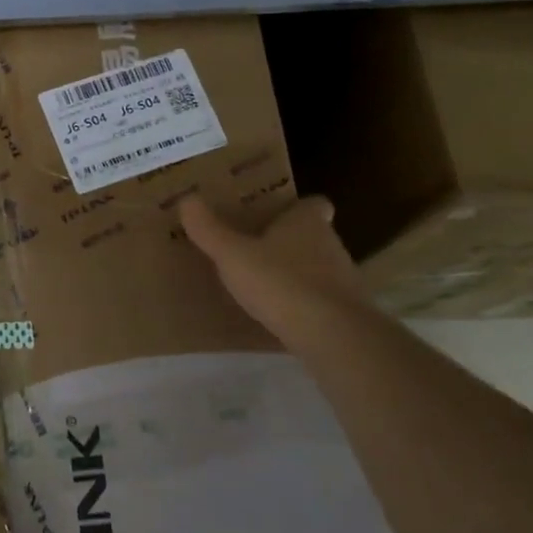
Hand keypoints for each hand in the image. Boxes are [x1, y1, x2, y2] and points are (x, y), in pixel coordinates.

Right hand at [179, 194, 366, 346]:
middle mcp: (330, 244)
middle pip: (313, 235)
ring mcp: (343, 279)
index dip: (296, 207)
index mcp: (306, 222)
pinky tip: (279, 315)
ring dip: (295, 273)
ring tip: (263, 284)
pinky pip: (320, 299)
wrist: (332, 335)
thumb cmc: (280, 282)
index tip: (275, 214)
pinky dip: (303, 303)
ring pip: (318, 267)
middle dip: (289, 241)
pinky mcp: (346, 312)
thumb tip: (186, 198)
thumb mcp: (232, 255)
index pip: (312, 204)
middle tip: (256, 248)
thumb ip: (209, 230)